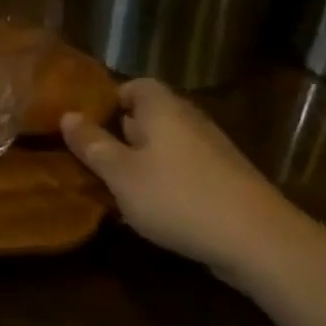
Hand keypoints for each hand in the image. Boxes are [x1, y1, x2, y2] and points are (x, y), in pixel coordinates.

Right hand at [61, 78, 316, 280]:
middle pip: (150, 115)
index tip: (87, 125)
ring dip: (144, 161)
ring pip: (167, 145)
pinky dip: (167, 181)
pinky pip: (186, 168)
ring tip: (119, 187)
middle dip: (122, 134)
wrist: (258, 240)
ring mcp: (212, 150)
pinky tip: (155, 209)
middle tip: (95, 158)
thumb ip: (92, 144)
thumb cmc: (177, 197)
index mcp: (162, 108)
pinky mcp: (227, 180)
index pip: (135, 85)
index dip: (110, 100)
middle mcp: (189, 120)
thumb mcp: (121, 174)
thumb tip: (67, 115)